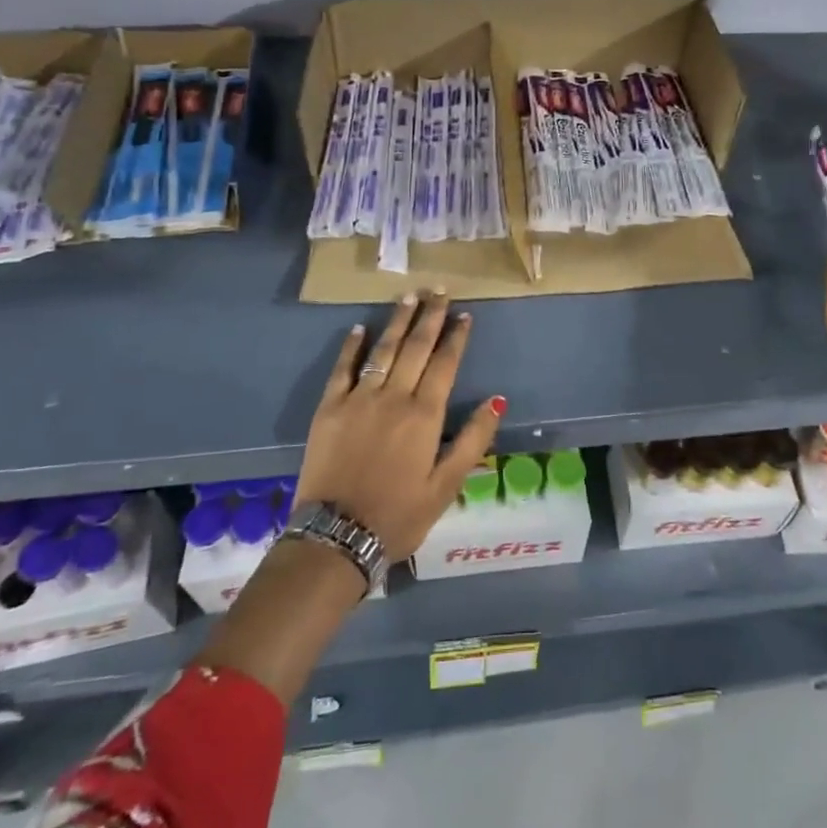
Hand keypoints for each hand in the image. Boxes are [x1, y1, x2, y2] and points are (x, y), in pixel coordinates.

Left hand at [294, 291, 503, 560]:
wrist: (337, 537)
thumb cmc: (400, 514)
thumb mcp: (447, 485)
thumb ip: (473, 438)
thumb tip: (497, 399)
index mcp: (425, 414)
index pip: (445, 363)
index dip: (456, 336)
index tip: (464, 314)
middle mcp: (393, 397)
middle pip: (415, 347)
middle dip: (430, 317)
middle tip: (439, 290)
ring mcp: (358, 399)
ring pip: (383, 350)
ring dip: (398, 322)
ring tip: (409, 297)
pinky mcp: (329, 408)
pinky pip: (342, 369)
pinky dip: (351, 347)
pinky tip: (360, 328)